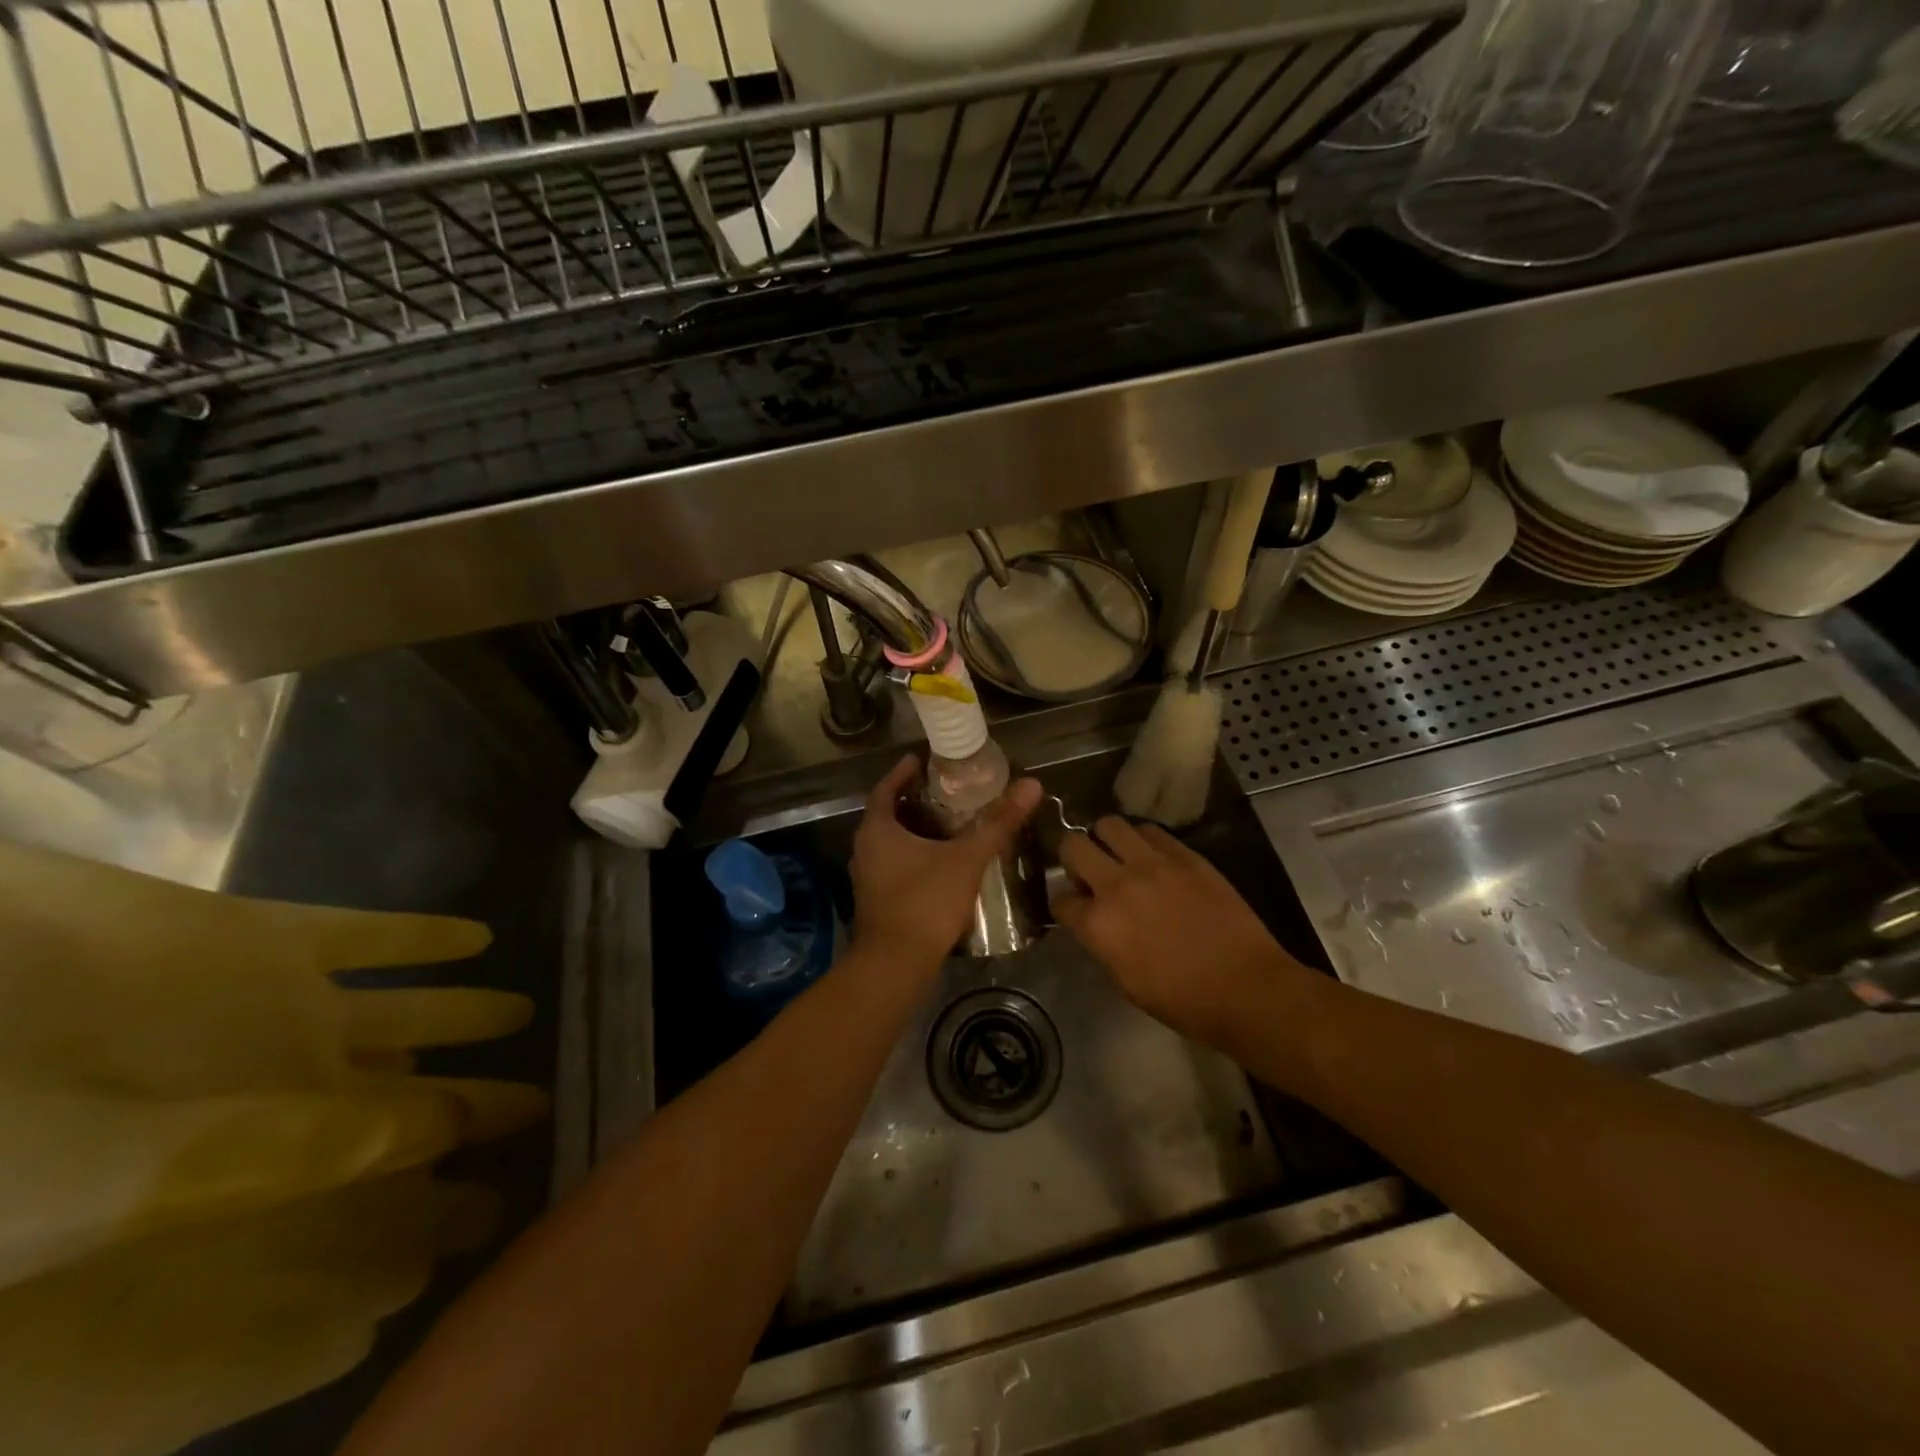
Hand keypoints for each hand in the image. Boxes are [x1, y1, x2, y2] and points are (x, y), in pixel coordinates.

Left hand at [849, 756, 1042, 969]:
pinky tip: (939, 862)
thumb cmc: (925, 902)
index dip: (902, 772)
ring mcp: (867, 877)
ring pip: (890, 842)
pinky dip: (913, 854)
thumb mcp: (966, 859)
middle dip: (912, 801)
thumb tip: (1031, 785)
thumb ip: (998, 823)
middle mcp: (865, 849)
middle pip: (887, 815)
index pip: (885, 788)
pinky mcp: (876, 900)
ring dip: (913, 830)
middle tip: (942, 791)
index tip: (919, 760)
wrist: (895, 964)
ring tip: (945, 824)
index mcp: (877, 830)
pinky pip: (893, 864)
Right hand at [1055, 817, 1306, 1048]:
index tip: (1075, 910)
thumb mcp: (1124, 981)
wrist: (1246, 988)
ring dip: (1105, 839)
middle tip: (1088, 873)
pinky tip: (1152, 857)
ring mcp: (1152, 864)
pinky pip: (1150, 830)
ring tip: (1119, 856)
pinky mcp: (1185, 855)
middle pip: (1073, 846)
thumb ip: (1101, 943)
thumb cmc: (1182, 1001)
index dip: (1065, 905)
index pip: (1060, 900)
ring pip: (1109, 825)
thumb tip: (1093, 922)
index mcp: (1098, 924)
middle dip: (1072, 858)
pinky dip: (1142, 839)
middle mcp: (1117, 885)